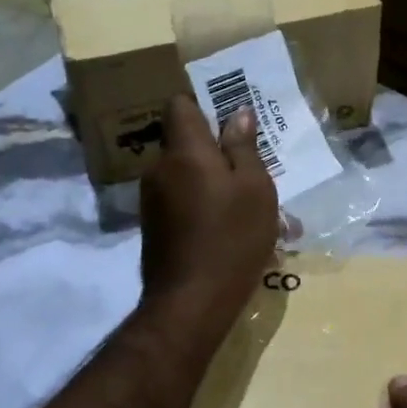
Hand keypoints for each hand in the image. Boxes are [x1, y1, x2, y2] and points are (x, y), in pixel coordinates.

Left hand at [138, 92, 278, 335]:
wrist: (191, 302)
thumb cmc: (232, 238)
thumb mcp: (255, 189)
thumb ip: (244, 147)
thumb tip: (238, 113)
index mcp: (184, 151)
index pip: (179, 105)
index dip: (204, 105)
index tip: (231, 121)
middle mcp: (159, 168)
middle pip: (185, 142)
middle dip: (216, 151)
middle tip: (252, 171)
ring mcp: (151, 199)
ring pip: (185, 174)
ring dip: (212, 182)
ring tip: (247, 208)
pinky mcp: (153, 226)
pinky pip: (180, 200)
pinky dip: (202, 205)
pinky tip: (228, 230)